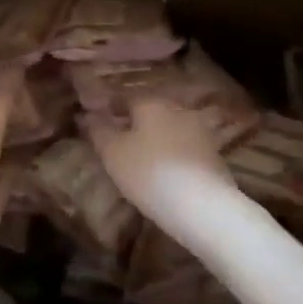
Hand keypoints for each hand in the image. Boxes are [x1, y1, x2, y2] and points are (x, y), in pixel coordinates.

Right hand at [83, 98, 245, 236]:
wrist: (203, 206)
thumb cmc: (148, 173)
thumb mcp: (113, 153)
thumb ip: (99, 130)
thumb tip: (87, 115)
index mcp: (151, 102)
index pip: (124, 97)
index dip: (110, 108)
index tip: (99, 122)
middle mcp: (177, 108)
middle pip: (150, 111)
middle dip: (135, 122)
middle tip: (120, 142)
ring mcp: (200, 130)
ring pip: (170, 128)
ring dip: (156, 138)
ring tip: (142, 159)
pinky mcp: (214, 153)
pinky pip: (185, 146)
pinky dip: (173, 153)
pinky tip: (166, 171)